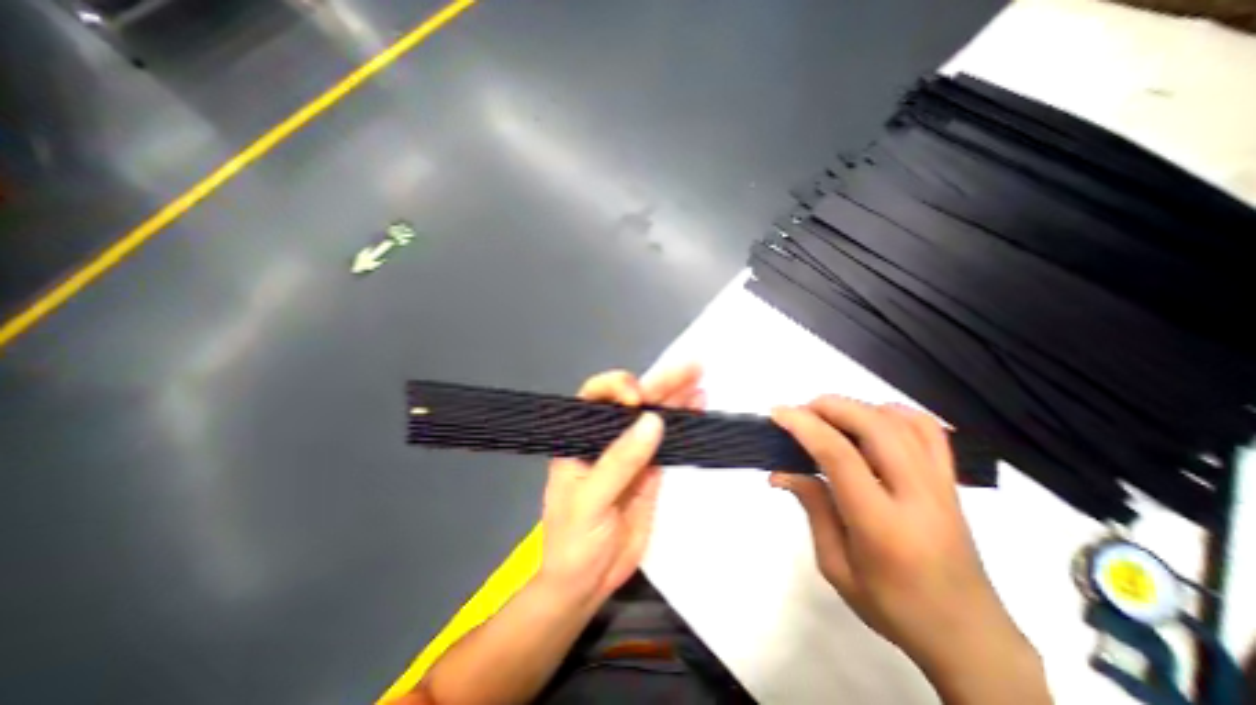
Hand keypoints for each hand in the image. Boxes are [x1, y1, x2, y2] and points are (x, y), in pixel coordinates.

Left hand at [535, 363, 701, 606]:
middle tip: (690, 368)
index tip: (636, 400)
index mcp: (579, 437)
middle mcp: (606, 438)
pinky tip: (697, 410)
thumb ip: (620, 461)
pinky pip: (668, 441)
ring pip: (654, 418)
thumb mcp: (590, 501)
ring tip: (699, 382)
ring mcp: (631, 453)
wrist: (586, 582)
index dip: (617, 387)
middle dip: (659, 383)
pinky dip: (682, 426)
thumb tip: (653, 420)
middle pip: (633, 402)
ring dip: (676, 399)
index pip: (595, 396)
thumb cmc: (572, 541)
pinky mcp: (650, 470)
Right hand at [771, 396, 1046, 698]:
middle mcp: (917, 495)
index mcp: (882, 524)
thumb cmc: (893, 607)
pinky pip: (928, 429)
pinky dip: (893, 413)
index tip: (777, 414)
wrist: (969, 636)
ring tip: (827, 416)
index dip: (804, 426)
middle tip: (798, 412)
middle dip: (829, 407)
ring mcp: (941, 484)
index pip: (839, 455)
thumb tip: (782, 471)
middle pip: (873, 426)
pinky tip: (870, 421)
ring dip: (855, 407)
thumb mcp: (836, 566)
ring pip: (899, 421)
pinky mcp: (951, 481)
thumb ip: (812, 508)